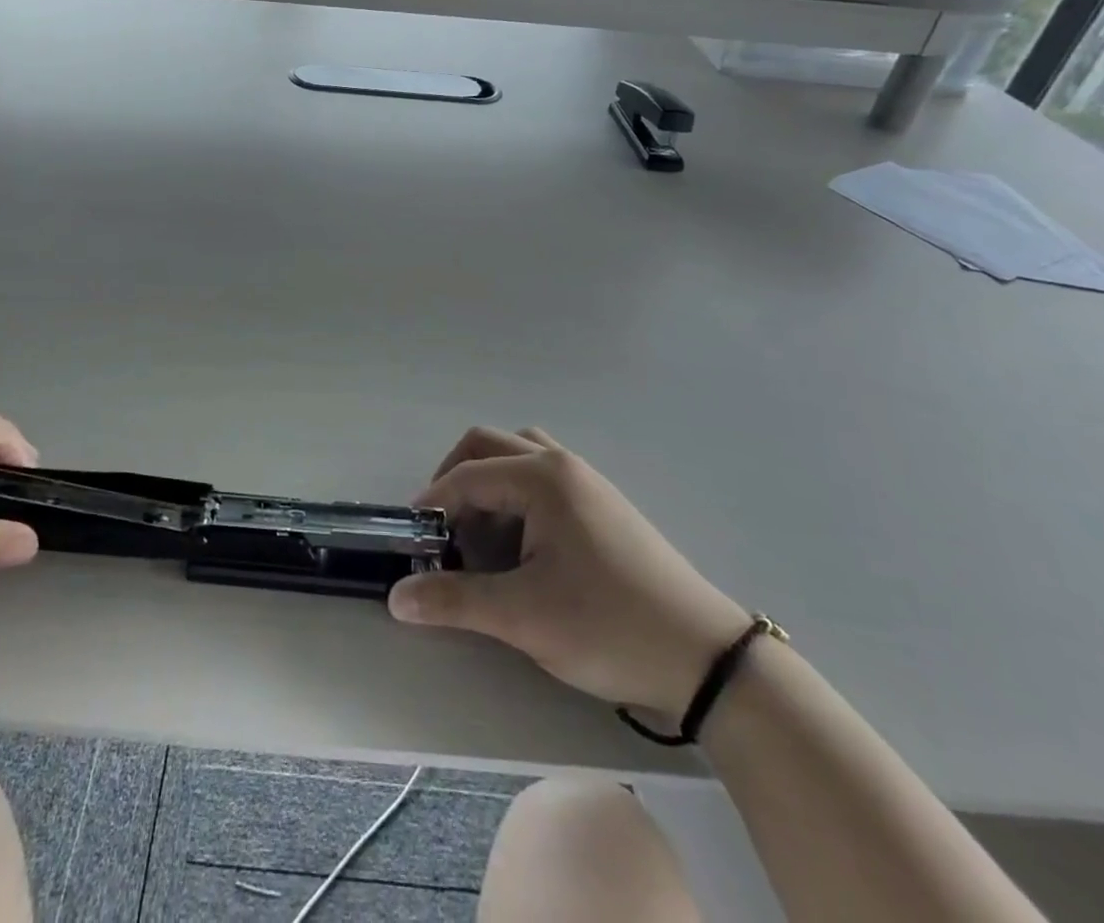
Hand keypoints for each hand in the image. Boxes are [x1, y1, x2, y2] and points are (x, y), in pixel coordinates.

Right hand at [388, 427, 747, 717]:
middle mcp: (563, 465)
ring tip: (479, 531)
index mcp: (542, 478)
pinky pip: (543, 477)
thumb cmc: (608, 627)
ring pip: (519, 455)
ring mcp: (588, 482)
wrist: (707, 660)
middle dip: (455, 480)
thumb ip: (454, 600)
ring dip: (488, 481)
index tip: (413, 541)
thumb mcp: (523, 617)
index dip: (432, 504)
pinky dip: (516, 494)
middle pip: (488, 445)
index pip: (467, 475)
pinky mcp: (603, 505)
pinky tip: (519, 542)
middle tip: (442, 528)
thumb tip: (396, 597)